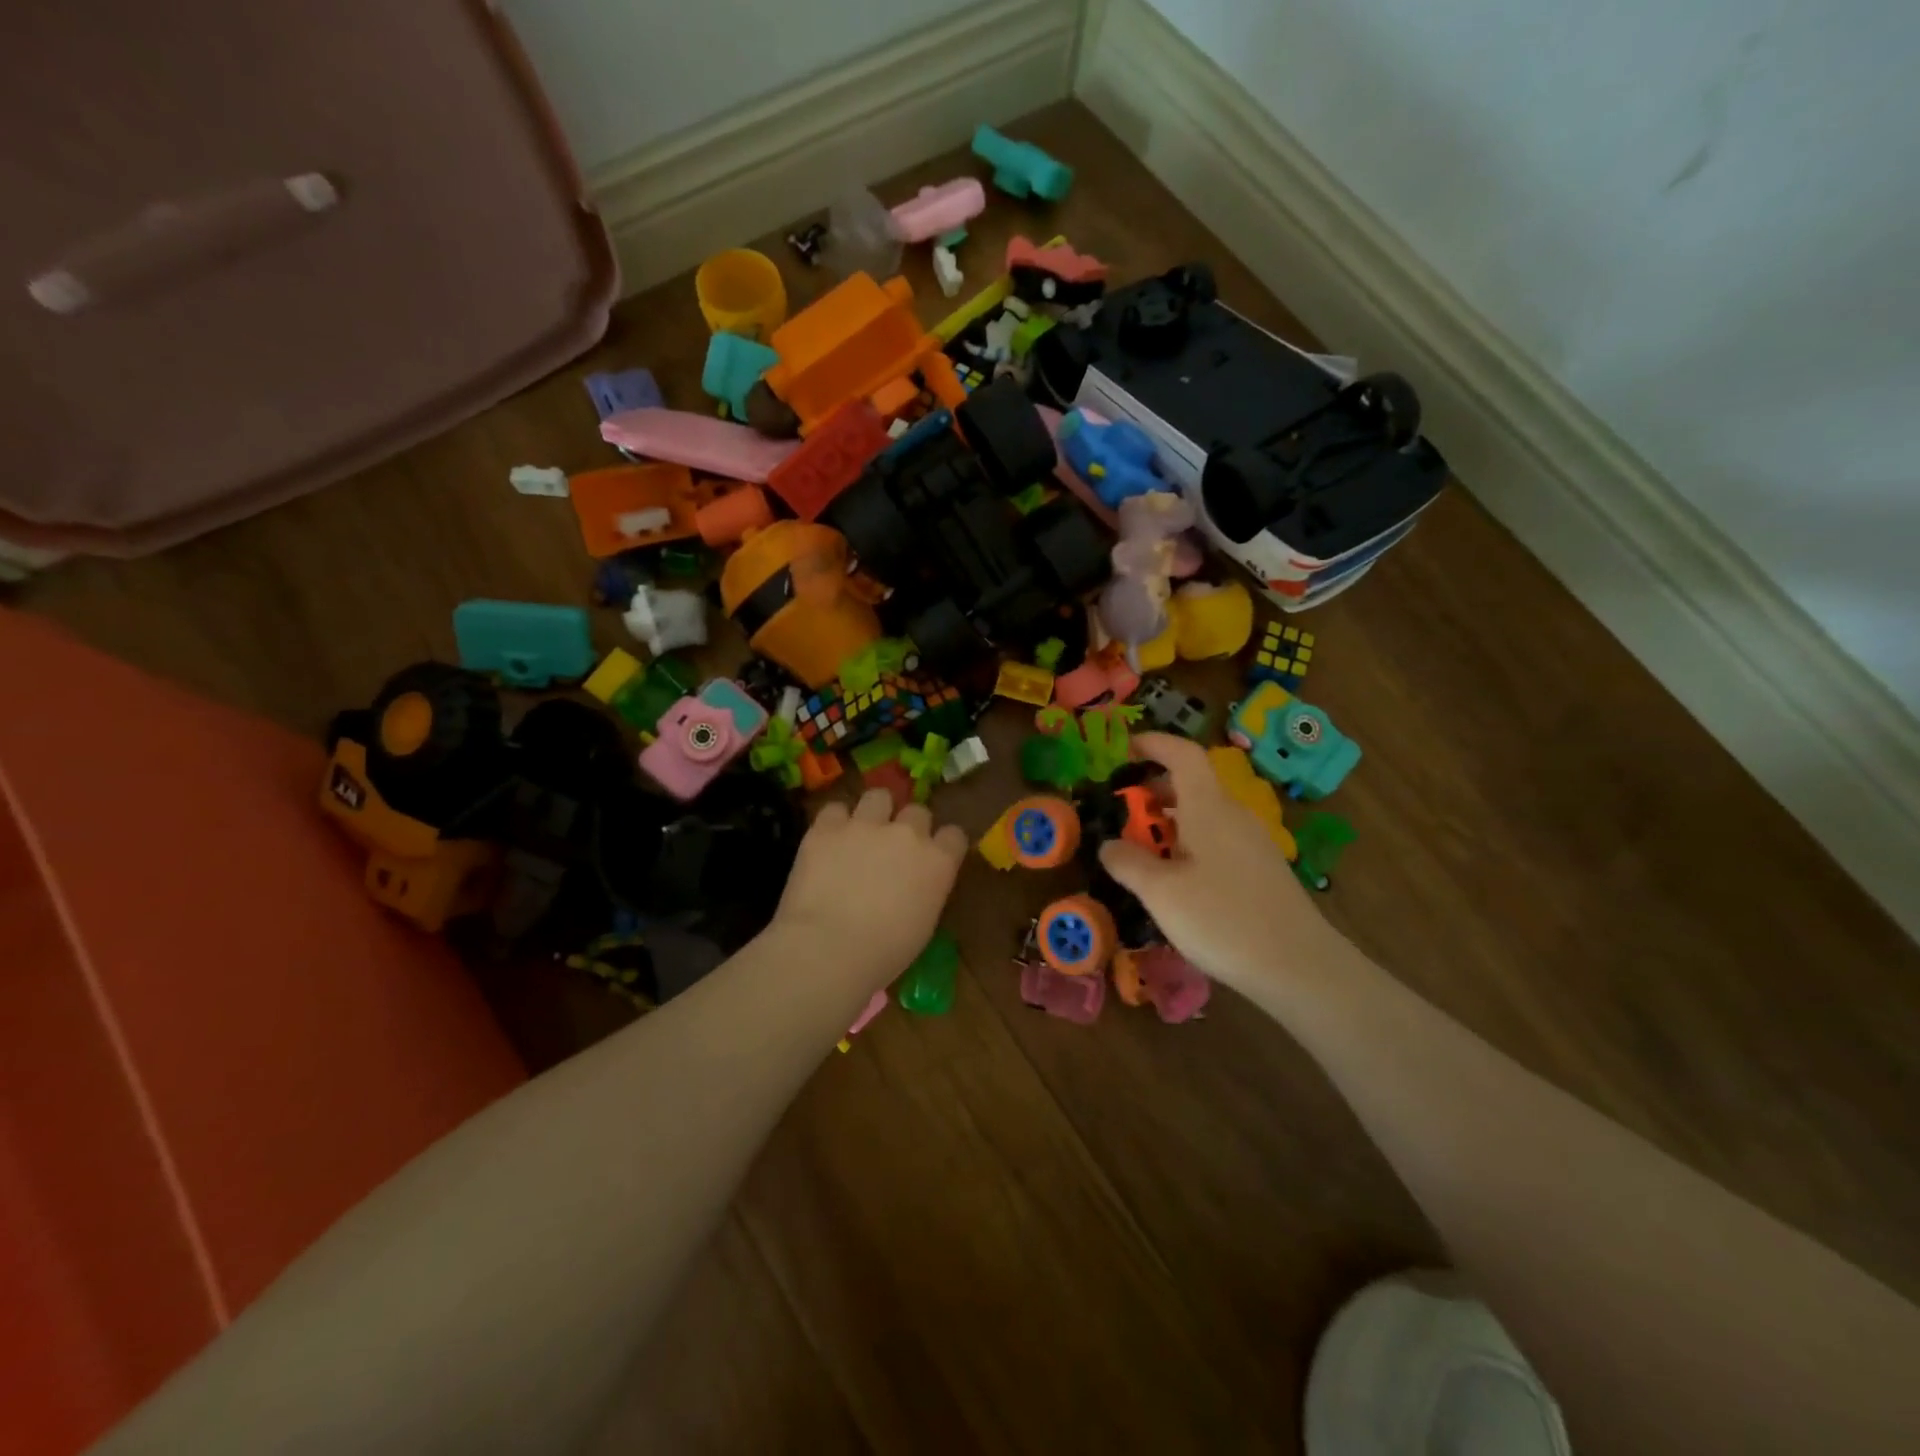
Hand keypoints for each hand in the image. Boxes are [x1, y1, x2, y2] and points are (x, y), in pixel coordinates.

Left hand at [769, 788, 968, 988]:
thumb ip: (925, 891)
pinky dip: (833, 823)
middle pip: (917, 811)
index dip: (942, 844)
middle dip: (907, 826)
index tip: (933, 857)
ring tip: (860, 832)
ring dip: (874, 812)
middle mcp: (907, 833)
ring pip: (878, 796)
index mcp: (938, 862)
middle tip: (892, 849)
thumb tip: (913, 885)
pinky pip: (835, 809)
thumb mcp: (922, 925)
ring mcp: (866, 825)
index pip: (954, 835)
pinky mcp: (827, 827)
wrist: (828, 949)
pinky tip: (828, 841)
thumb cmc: (883, 954)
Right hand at [1099, 733, 1343, 995]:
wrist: (1299, 966)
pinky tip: (1179, 876)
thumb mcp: (1160, 893)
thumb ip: (1127, 863)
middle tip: (1124, 804)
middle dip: (1156, 786)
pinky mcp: (1262, 870)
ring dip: (1173, 817)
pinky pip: (1219, 837)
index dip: (1154, 744)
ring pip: (1206, 813)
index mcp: (1208, 808)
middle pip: (1194, 783)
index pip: (1183, 755)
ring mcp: (1253, 842)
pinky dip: (1191, 839)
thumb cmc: (1222, 919)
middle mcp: (1234, 815)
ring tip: (1145, 843)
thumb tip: (1108, 844)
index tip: (1126, 748)